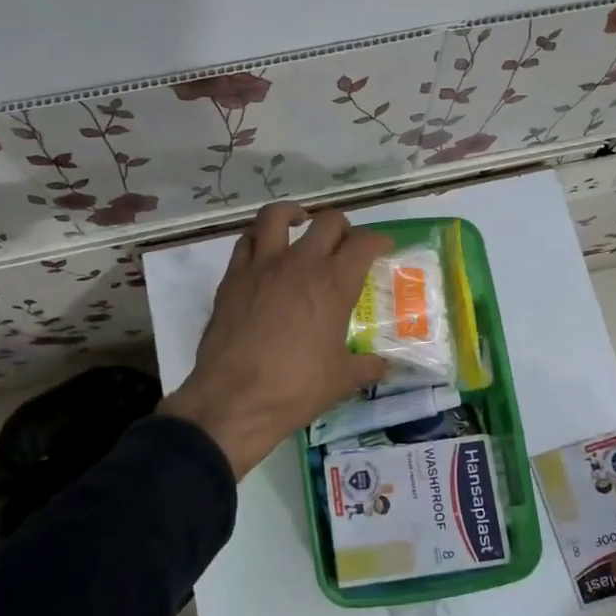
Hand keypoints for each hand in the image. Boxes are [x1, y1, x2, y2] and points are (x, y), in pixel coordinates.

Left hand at [159, 203, 391, 477]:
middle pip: (327, 222)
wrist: (234, 401)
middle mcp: (300, 264)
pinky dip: (259, 239)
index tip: (382, 248)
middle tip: (344, 244)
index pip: (364, 243)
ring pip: (276, 216)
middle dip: (342, 227)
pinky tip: (264, 254)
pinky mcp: (232, 278)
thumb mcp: (342, 380)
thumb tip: (383, 366)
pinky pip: (246, 242)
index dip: (378, 241)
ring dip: (293, 214)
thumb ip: (366, 366)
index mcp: (334, 284)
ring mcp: (262, 267)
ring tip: (299, 223)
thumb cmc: (296, 388)